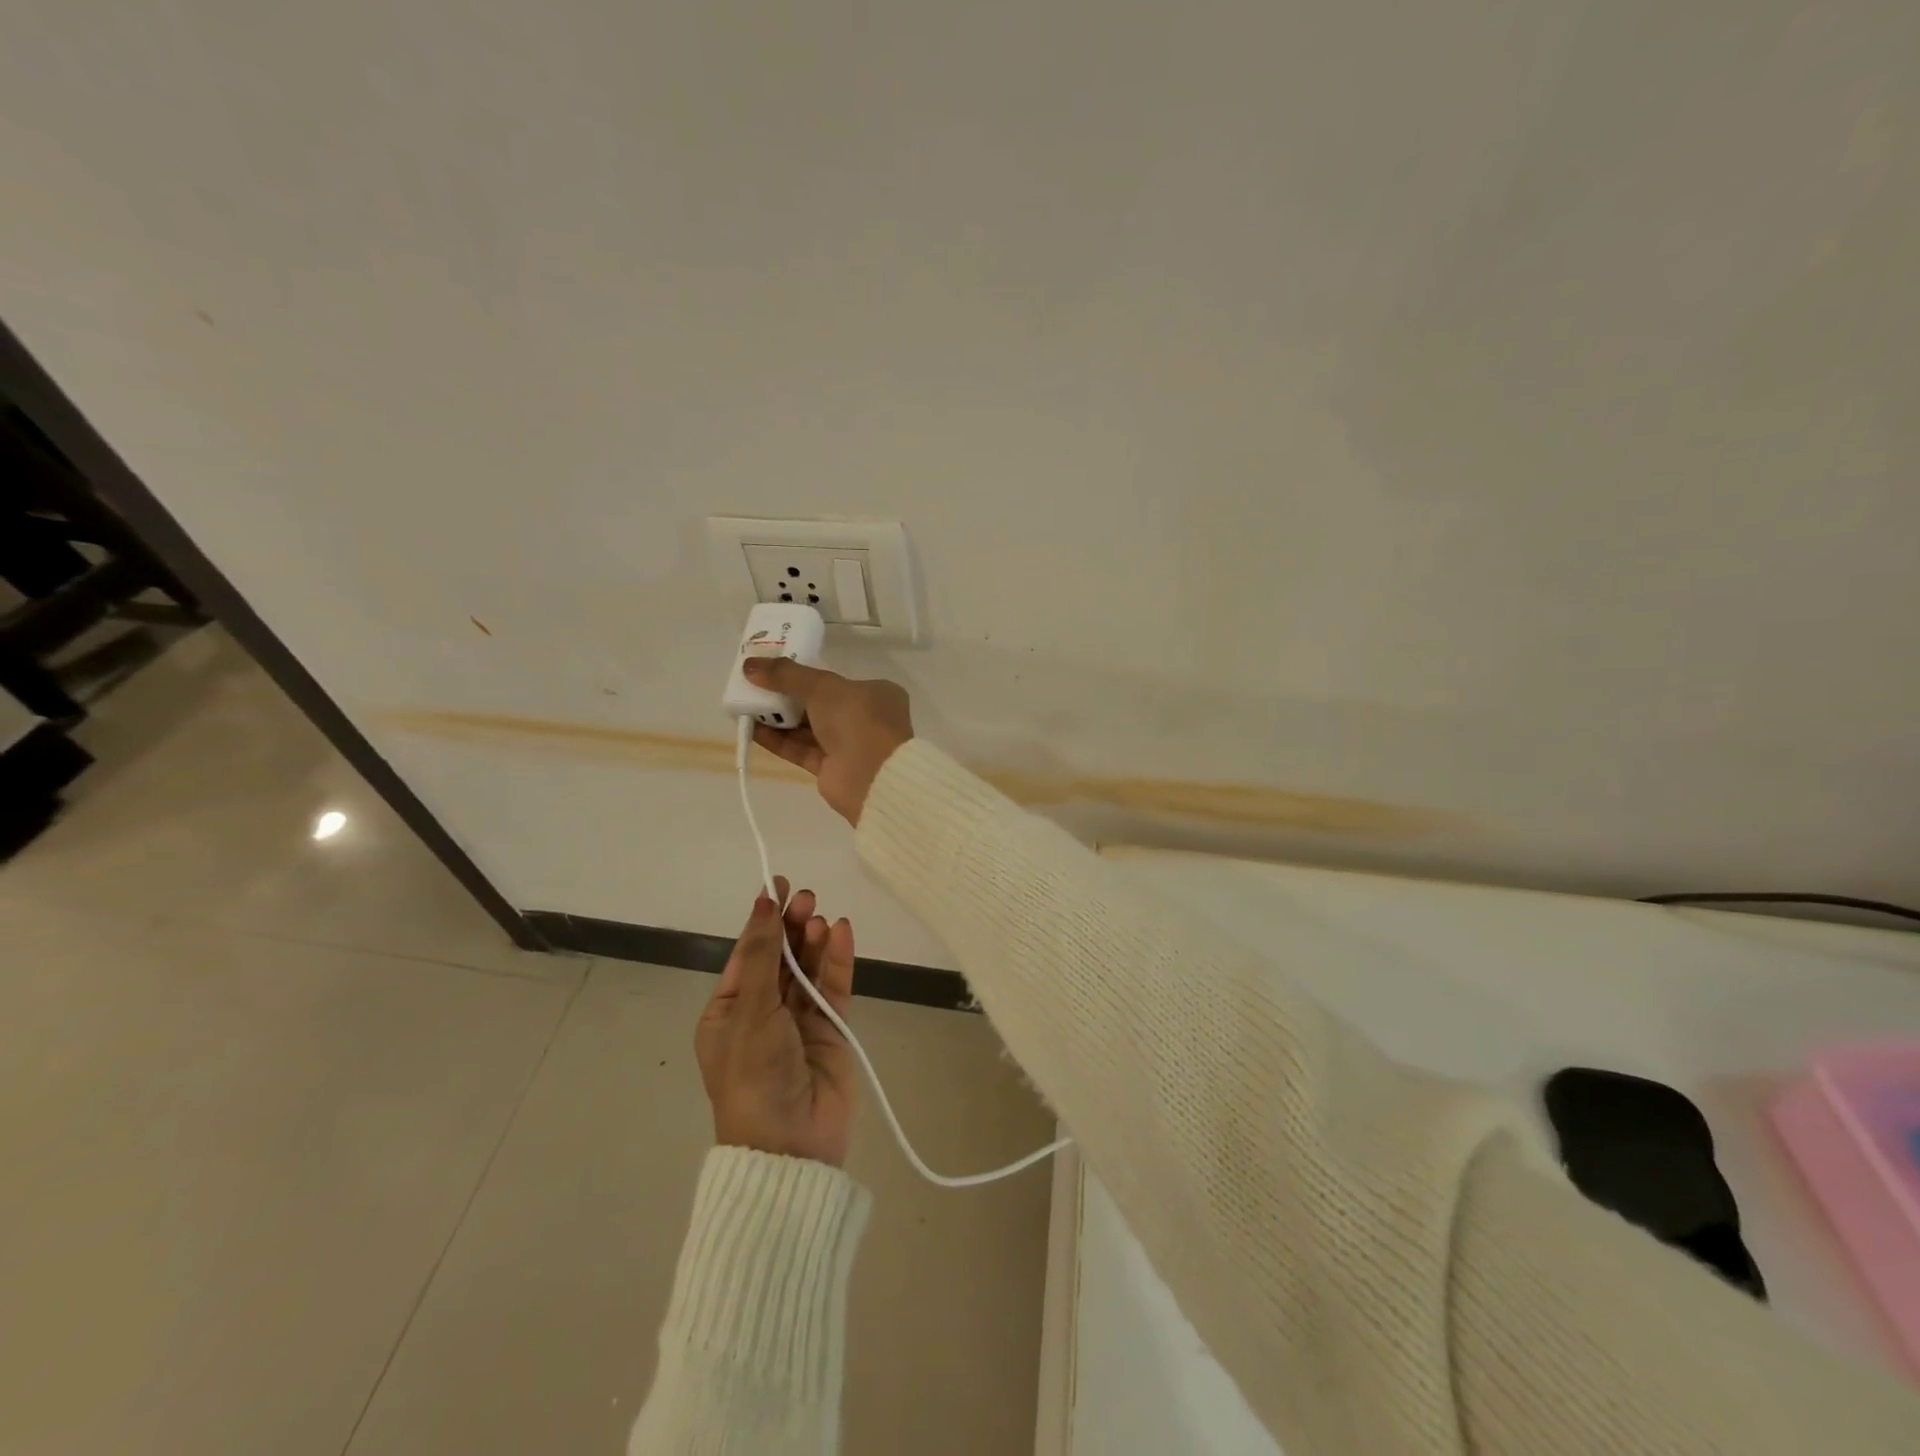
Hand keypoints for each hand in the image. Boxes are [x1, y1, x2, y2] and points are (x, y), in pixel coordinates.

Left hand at [696, 879, 857, 1166]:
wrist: (790, 1146)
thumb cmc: (754, 1074)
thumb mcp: (750, 1012)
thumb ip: (762, 956)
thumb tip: (763, 904)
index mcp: (728, 1012)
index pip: (747, 954)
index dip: (762, 919)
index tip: (778, 884)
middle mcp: (762, 1013)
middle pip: (780, 957)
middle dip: (792, 926)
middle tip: (807, 898)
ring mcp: (799, 1022)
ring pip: (808, 969)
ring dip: (815, 941)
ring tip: (822, 917)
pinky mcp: (831, 1030)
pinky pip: (834, 987)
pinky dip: (838, 961)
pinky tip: (843, 933)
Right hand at [742, 659, 913, 824]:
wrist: (872, 777)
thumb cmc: (857, 719)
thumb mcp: (822, 686)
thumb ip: (786, 674)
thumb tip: (750, 665)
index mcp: (875, 693)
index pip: (837, 680)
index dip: (805, 673)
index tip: (776, 668)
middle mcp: (863, 718)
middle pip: (818, 703)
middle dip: (786, 695)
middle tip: (753, 684)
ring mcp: (848, 745)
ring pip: (807, 728)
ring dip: (777, 717)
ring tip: (744, 704)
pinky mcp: (831, 769)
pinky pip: (800, 749)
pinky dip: (778, 739)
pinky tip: (751, 728)